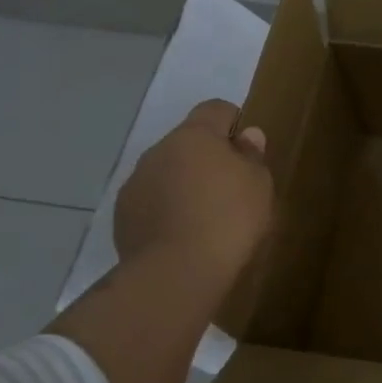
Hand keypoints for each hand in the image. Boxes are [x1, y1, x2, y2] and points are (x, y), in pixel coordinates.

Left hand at [113, 99, 272, 292]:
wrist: (176, 274)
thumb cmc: (229, 219)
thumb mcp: (258, 185)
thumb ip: (252, 156)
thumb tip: (247, 136)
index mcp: (194, 135)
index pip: (215, 109)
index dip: (233, 122)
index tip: (247, 149)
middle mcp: (159, 151)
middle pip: (187, 142)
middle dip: (206, 158)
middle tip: (230, 188)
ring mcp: (136, 183)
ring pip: (166, 172)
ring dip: (183, 184)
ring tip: (205, 217)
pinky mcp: (122, 216)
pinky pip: (151, 202)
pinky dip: (166, 210)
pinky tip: (183, 236)